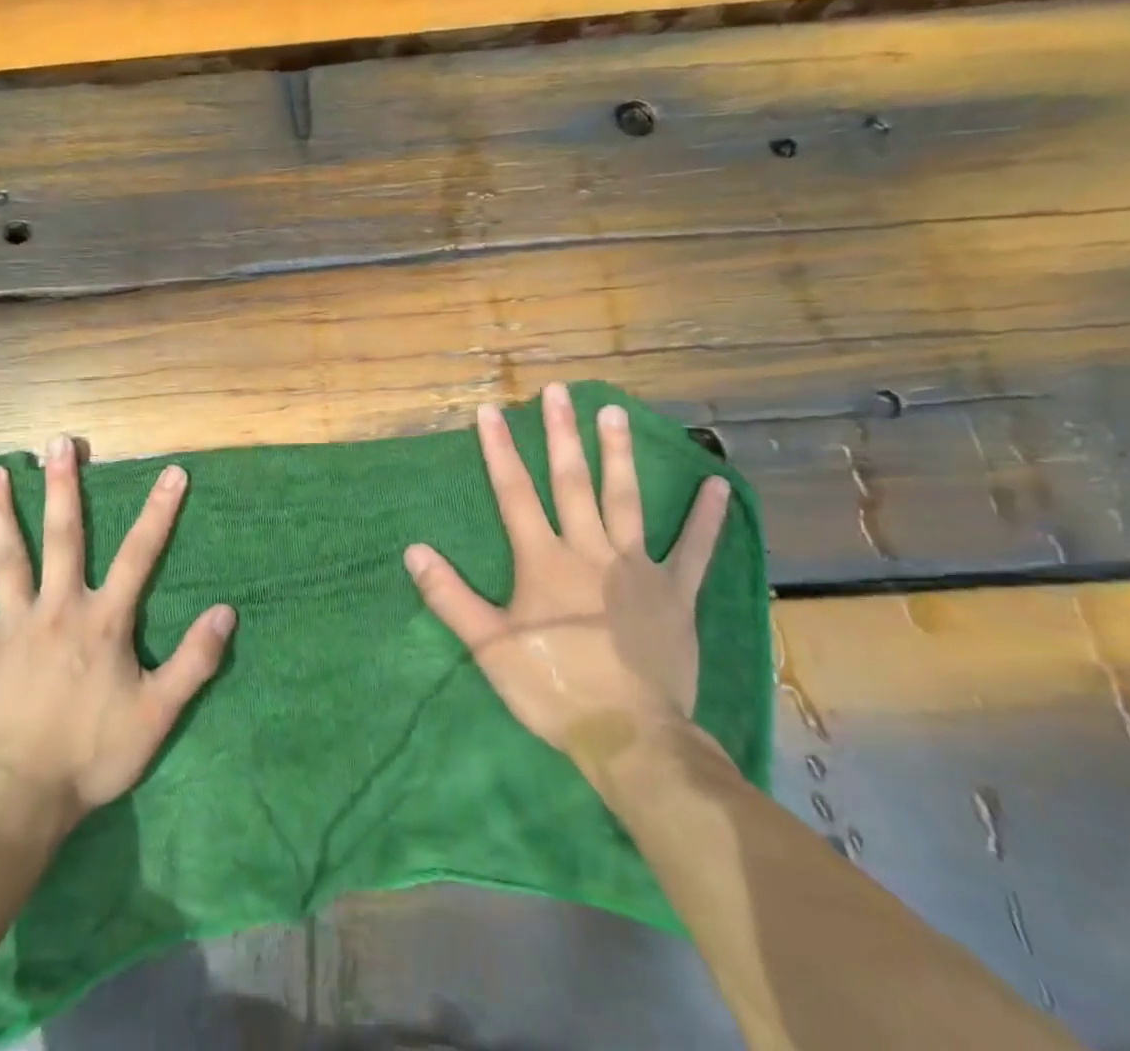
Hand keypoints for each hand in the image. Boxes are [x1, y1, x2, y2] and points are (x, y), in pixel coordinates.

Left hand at [0, 435, 235, 828]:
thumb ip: (195, 661)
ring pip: (7, 559)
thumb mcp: (158, 713)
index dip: (159, 512)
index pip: (139, 555)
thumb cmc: (94, 754)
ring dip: (0, 514)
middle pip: (63, 537)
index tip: (172, 472)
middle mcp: (58, 609)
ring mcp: (12, 627)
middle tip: (59, 444)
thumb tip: (227, 611)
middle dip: (64, 487)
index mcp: (103, 621)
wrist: (21, 800)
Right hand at [404, 382, 729, 766]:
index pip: (515, 493)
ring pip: (625, 499)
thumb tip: (413, 550)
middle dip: (561, 434)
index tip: (491, 411)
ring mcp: (636, 568)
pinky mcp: (674, 593)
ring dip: (618, 454)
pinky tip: (716, 485)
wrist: (631, 738)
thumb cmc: (553, 689)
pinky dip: (705, 518)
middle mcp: (589, 550)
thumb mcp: (489, 646)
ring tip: (614, 412)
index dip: (499, 450)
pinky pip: (694, 550)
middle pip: (571, 482)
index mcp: (544, 561)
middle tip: (559, 391)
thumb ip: (450, 596)